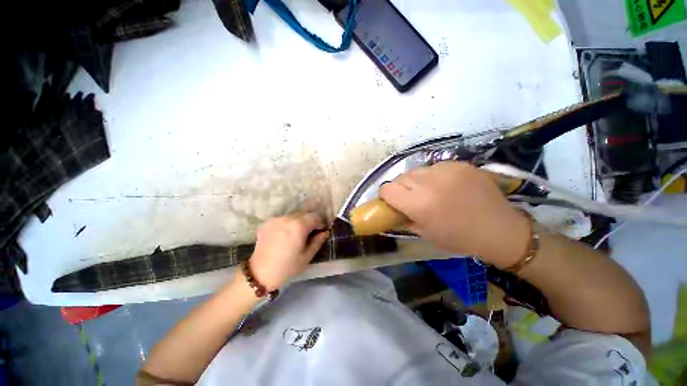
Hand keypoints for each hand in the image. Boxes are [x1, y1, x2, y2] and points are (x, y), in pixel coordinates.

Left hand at [247, 213, 328, 290]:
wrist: (260, 274)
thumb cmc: (287, 267)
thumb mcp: (307, 256)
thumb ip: (318, 241)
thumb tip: (325, 232)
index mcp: (299, 225)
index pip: (315, 216)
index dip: (320, 223)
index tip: (320, 232)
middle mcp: (287, 218)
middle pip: (304, 213)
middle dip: (310, 221)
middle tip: (310, 233)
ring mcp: (276, 219)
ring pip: (294, 215)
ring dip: (299, 221)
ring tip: (297, 235)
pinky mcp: (268, 222)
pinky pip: (283, 219)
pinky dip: (288, 224)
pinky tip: (285, 235)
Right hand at [380, 162, 529, 267]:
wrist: (500, 229)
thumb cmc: (459, 238)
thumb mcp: (424, 233)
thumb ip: (403, 218)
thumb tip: (393, 208)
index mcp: (418, 204)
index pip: (387, 189)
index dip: (386, 196)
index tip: (391, 201)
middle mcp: (428, 183)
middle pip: (400, 177)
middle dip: (400, 188)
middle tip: (410, 198)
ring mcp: (445, 170)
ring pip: (416, 170)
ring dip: (416, 181)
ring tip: (428, 191)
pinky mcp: (459, 164)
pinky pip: (434, 167)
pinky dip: (433, 176)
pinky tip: (445, 186)